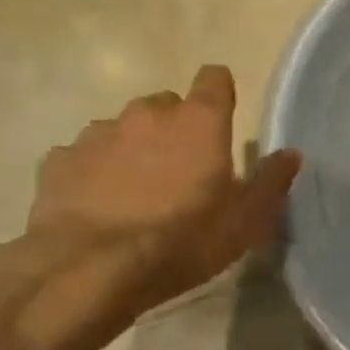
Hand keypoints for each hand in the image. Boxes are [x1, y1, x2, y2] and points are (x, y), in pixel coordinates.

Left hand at [0, 65, 301, 349]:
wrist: (90, 271)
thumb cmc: (183, 240)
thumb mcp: (245, 220)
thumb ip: (271, 181)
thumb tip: (291, 154)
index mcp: (199, 121)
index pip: (215, 78)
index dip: (220, 94)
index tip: (223, 119)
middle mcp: (147, 114)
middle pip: (167, 105)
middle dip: (176, 129)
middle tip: (181, 172)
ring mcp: (98, 134)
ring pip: (123, 129)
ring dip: (133, 149)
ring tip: (135, 193)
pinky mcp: (59, 161)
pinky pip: (83, 156)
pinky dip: (94, 172)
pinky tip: (97, 205)